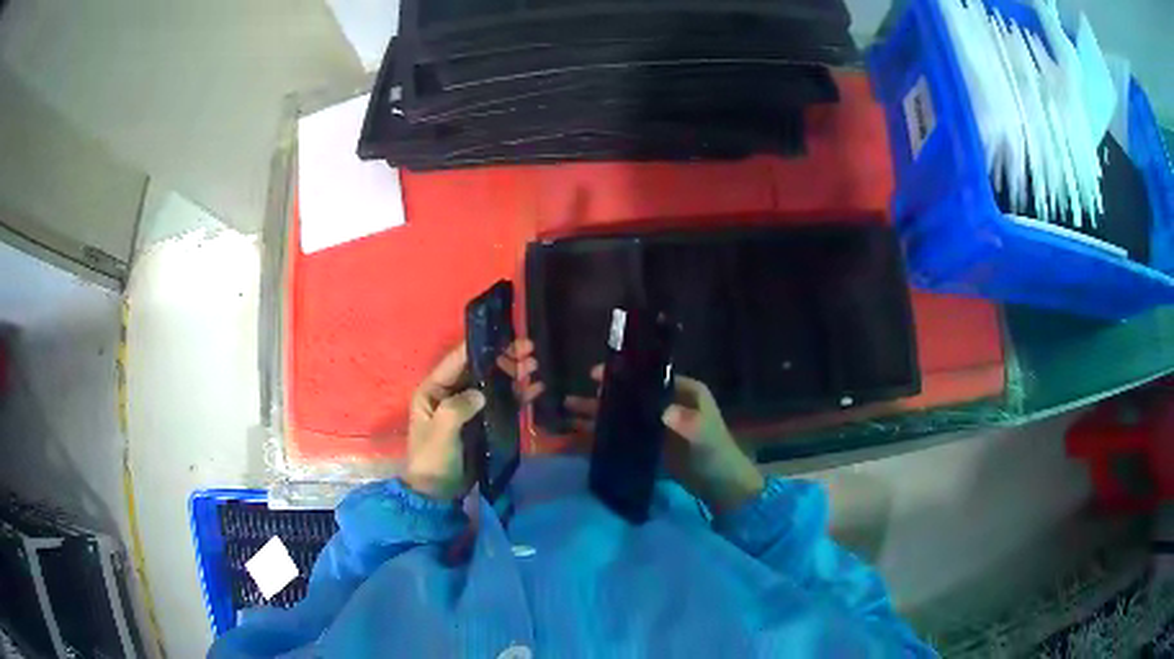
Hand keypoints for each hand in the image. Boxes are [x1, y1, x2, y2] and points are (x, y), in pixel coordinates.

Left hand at [405, 340, 542, 500]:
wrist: (438, 492)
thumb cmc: (433, 459)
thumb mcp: (441, 433)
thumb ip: (457, 409)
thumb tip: (481, 393)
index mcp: (434, 390)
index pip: (456, 361)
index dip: (478, 346)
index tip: (503, 335)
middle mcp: (451, 393)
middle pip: (480, 368)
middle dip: (503, 357)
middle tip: (529, 348)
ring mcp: (469, 407)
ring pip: (494, 383)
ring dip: (514, 373)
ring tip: (535, 364)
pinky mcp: (483, 421)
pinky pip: (502, 402)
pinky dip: (518, 394)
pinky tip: (535, 388)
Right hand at [565, 370, 763, 513]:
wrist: (723, 487)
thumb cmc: (718, 454)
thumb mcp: (705, 436)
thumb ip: (688, 422)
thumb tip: (664, 412)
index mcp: (683, 391)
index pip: (646, 377)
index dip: (621, 375)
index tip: (594, 375)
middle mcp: (666, 404)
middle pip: (629, 396)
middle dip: (602, 397)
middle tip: (571, 399)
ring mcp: (656, 427)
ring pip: (623, 416)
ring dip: (598, 416)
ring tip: (567, 414)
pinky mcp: (650, 447)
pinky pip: (624, 438)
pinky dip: (606, 437)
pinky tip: (581, 438)